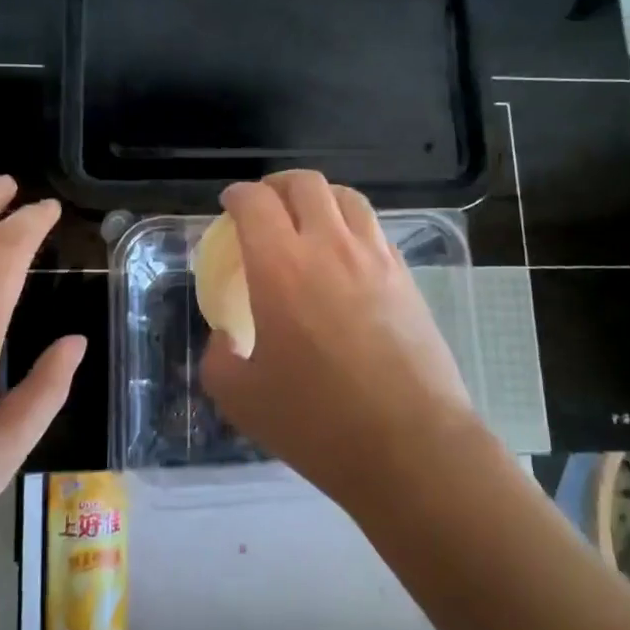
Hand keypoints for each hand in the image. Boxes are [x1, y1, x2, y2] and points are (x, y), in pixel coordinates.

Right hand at [200, 171, 475, 508]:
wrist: (410, 446)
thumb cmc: (318, 423)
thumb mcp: (242, 400)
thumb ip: (219, 359)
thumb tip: (224, 338)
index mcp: (281, 267)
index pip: (255, 202)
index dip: (237, 195)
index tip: (229, 205)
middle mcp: (329, 247)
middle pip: (304, 183)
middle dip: (277, 184)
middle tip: (265, 205)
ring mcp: (375, 258)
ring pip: (346, 197)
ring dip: (319, 197)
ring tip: (308, 219)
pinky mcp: (406, 276)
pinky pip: (374, 229)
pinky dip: (351, 225)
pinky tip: (346, 254)